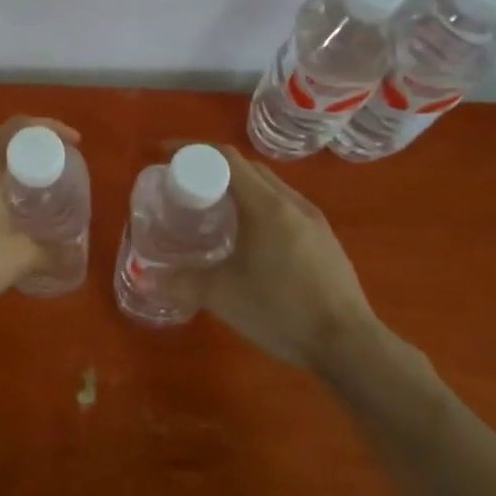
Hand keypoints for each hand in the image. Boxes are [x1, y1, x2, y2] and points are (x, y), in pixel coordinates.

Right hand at [168, 145, 384, 372]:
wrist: (350, 346)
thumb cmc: (282, 311)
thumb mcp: (223, 296)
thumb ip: (181, 282)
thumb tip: (145, 278)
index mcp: (266, 205)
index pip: (226, 158)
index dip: (192, 150)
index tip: (165, 154)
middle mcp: (292, 202)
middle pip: (248, 168)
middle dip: (212, 167)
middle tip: (185, 183)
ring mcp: (313, 221)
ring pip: (269, 186)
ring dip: (238, 186)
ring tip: (213, 207)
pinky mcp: (325, 240)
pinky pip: (284, 206)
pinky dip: (258, 206)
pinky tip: (249, 236)